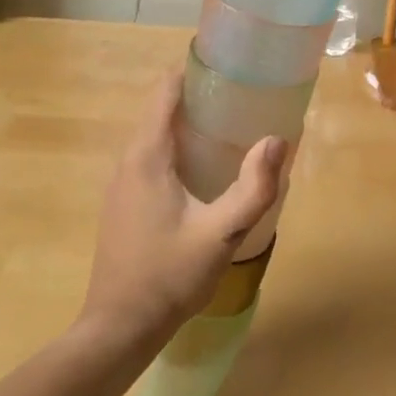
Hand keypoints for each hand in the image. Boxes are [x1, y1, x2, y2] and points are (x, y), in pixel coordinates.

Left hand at [80, 71, 286, 342]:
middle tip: (243, 97)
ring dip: (189, 123)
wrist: (119, 329)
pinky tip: (206, 167)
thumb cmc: (169, 276)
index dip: (194, 70)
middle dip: (200, 96)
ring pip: (156, 134)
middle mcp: (128, 160)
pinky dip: (178, 146)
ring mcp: (121, 182)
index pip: (165, 91)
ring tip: (232, 126)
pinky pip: (151, 156)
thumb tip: (277, 139)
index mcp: (147, 155)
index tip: (230, 66)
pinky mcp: (123, 202)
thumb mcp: (221, 234)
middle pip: (161, 109)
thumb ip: (253, 188)